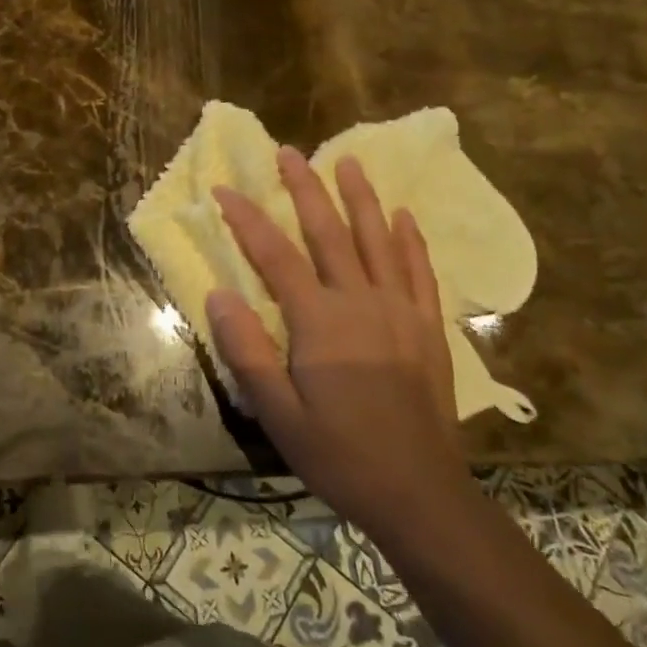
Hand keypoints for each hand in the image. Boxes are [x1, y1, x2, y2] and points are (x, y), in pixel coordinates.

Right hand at [208, 146, 471, 524]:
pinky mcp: (428, 327)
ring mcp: (400, 310)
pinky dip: (410, 239)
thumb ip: (247, 351)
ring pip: (378, 239)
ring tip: (348, 161)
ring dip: (360, 197)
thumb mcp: (277, 414)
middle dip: (305, 189)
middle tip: (289, 151)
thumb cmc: (339, 455)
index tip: (224, 189)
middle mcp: (361, 302)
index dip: (247, 219)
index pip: (275, 256)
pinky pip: (420, 270)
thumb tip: (218, 294)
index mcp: (320, 322)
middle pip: (329, 232)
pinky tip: (404, 215)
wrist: (420, 495)